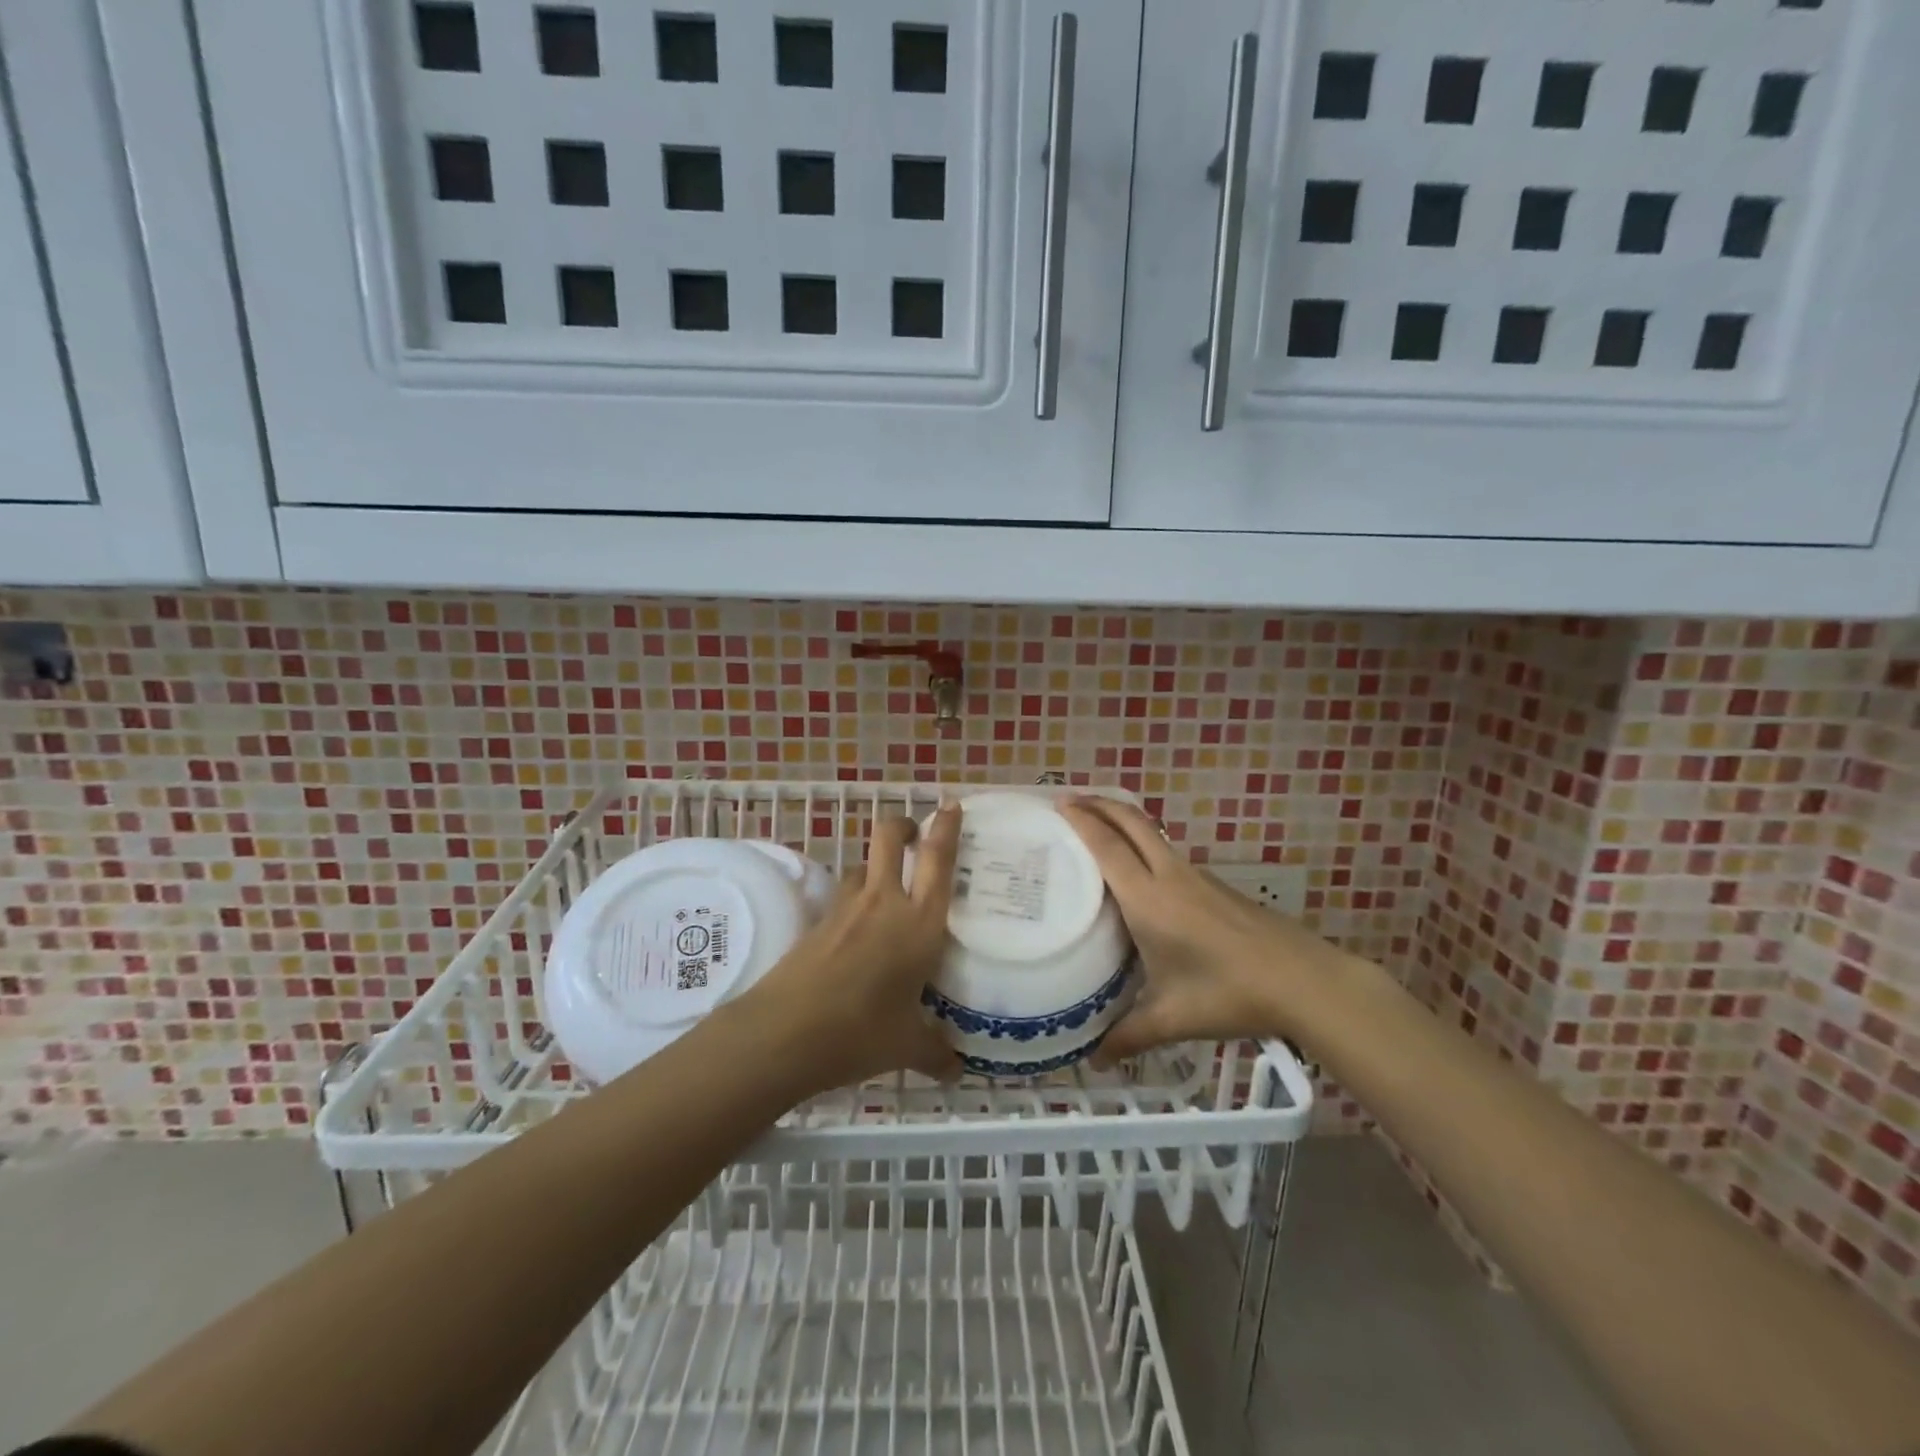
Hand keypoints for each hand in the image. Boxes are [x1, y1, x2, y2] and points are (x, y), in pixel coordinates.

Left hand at [736, 806, 962, 1093]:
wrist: (784, 1033)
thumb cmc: (860, 1033)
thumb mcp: (906, 1047)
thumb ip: (936, 1052)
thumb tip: (956, 1070)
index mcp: (920, 924)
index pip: (938, 860)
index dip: (946, 827)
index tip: (951, 805)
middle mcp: (884, 903)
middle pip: (890, 838)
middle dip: (903, 825)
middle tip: (916, 835)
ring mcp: (846, 909)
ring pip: (864, 866)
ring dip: (877, 866)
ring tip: (889, 891)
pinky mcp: (817, 922)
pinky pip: (844, 897)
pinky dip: (856, 901)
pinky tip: (859, 932)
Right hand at [1060, 797, 1351, 1059]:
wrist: (1303, 980)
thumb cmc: (1229, 993)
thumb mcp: (1172, 1018)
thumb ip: (1129, 1036)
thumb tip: (1094, 1059)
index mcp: (1149, 899)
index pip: (1108, 847)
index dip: (1082, 821)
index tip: (1059, 804)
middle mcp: (1170, 876)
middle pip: (1132, 822)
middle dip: (1101, 804)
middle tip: (1072, 800)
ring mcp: (1197, 877)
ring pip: (1152, 834)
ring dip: (1124, 821)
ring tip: (1100, 830)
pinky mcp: (1216, 886)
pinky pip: (1169, 853)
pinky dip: (1145, 845)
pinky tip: (1143, 874)